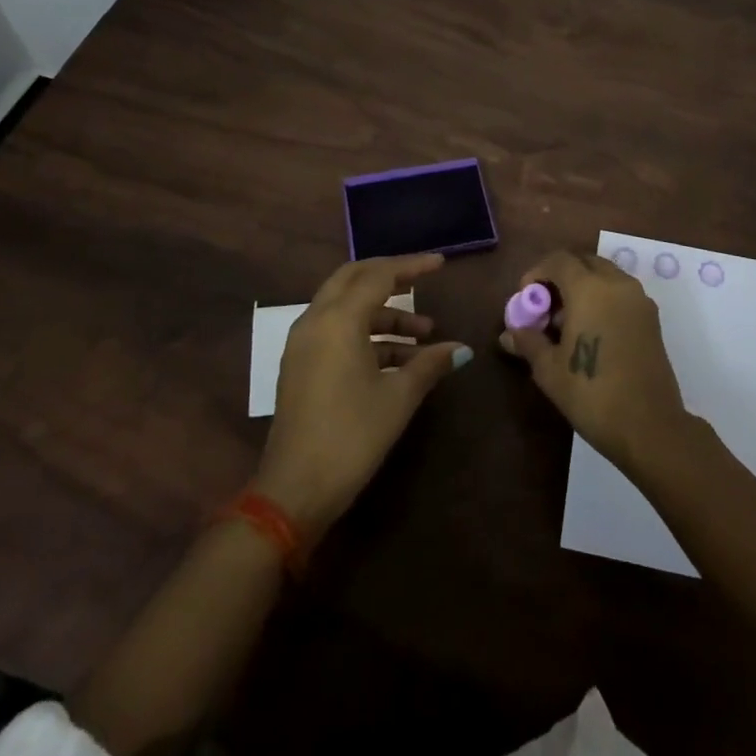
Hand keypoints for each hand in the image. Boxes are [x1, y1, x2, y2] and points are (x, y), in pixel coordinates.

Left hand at [254, 253, 470, 540]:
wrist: (294, 491)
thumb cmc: (351, 436)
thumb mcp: (398, 398)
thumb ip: (429, 364)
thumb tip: (461, 349)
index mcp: (339, 319)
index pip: (379, 275)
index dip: (412, 266)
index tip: (441, 264)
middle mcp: (316, 320)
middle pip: (354, 279)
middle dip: (390, 277)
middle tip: (422, 281)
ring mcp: (304, 343)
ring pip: (346, 308)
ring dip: (383, 314)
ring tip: (424, 335)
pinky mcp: (301, 365)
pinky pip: (337, 331)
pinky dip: (366, 334)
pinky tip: (399, 359)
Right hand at [498, 249, 691, 471]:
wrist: (650, 427)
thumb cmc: (592, 394)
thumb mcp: (549, 370)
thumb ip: (528, 342)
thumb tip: (509, 333)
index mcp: (589, 288)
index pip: (558, 260)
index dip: (537, 272)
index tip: (526, 297)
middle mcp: (617, 284)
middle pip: (583, 261)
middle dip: (561, 276)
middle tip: (546, 306)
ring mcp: (638, 299)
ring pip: (604, 275)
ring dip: (583, 285)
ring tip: (567, 322)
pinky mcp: (651, 318)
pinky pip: (620, 292)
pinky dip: (602, 297)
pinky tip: (591, 331)